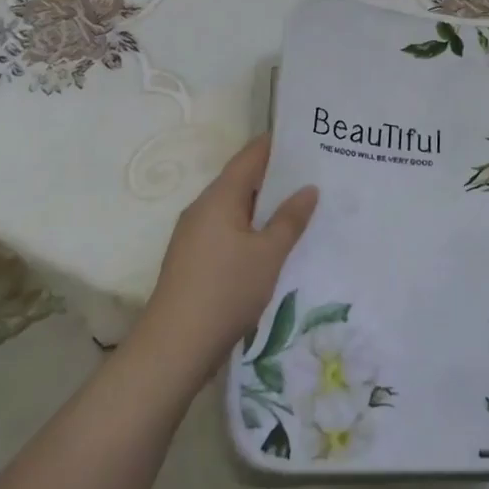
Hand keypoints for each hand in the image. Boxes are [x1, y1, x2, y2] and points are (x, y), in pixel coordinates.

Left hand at [133, 135, 316, 384]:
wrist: (174, 348)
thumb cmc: (225, 291)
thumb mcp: (268, 254)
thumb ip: (290, 219)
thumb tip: (308, 189)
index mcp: (219, 198)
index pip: (250, 156)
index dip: (277, 144)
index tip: (307, 139)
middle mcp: (202, 209)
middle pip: (242, 180)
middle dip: (276, 177)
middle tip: (314, 174)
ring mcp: (194, 235)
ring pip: (235, 208)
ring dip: (264, 206)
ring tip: (301, 207)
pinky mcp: (193, 259)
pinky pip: (228, 230)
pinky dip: (251, 228)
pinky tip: (273, 243)